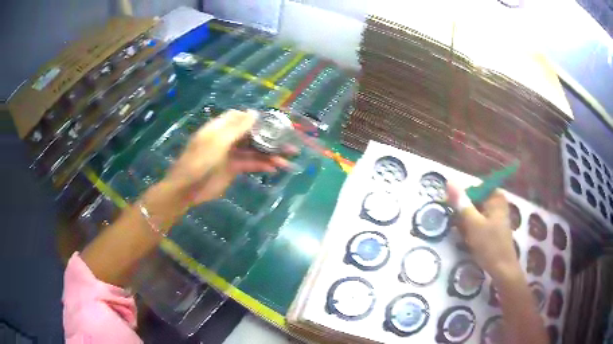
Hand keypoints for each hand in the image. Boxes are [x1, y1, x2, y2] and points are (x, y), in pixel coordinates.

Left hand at [162, 109, 291, 206]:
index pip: (241, 117)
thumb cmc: (199, 161)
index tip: (275, 122)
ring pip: (254, 151)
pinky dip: (262, 166)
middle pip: (251, 135)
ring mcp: (230, 154)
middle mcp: (227, 139)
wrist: (187, 189)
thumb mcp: (217, 141)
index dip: (257, 118)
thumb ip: (237, 128)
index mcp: (220, 128)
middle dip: (269, 138)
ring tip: (287, 160)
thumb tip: (255, 112)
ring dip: (269, 154)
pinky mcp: (233, 169)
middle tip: (289, 142)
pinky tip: (275, 168)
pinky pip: (250, 165)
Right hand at [447, 183, 520, 282]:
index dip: (459, 199)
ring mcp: (495, 215)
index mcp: (495, 196)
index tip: (450, 211)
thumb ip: (461, 203)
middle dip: (463, 214)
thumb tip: (449, 180)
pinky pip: (478, 222)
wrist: (502, 269)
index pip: (472, 189)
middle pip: (473, 201)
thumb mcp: (473, 223)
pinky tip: (468, 239)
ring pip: (474, 213)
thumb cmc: (489, 245)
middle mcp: (496, 202)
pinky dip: (471, 229)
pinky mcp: (493, 226)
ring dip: (465, 223)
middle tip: (458, 228)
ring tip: (463, 236)